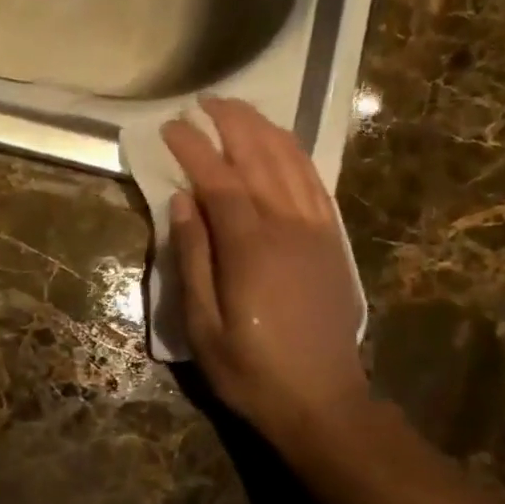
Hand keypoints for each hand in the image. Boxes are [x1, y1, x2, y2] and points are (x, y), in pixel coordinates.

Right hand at [163, 98, 368, 452]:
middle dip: (230, 123)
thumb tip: (182, 201)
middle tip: (204, 102)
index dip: (193, 147)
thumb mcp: (203, 326)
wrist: (323, 401)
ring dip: (264, 129)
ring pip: (291, 163)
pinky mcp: (333, 242)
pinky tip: (282, 144)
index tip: (170, 126)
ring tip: (238, 110)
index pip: (219, 180)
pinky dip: (296, 156)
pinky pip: (316, 184)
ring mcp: (316, 231)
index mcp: (250, 248)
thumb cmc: (252, 371)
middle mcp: (287, 227)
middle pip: (259, 157)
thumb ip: (193, 258)